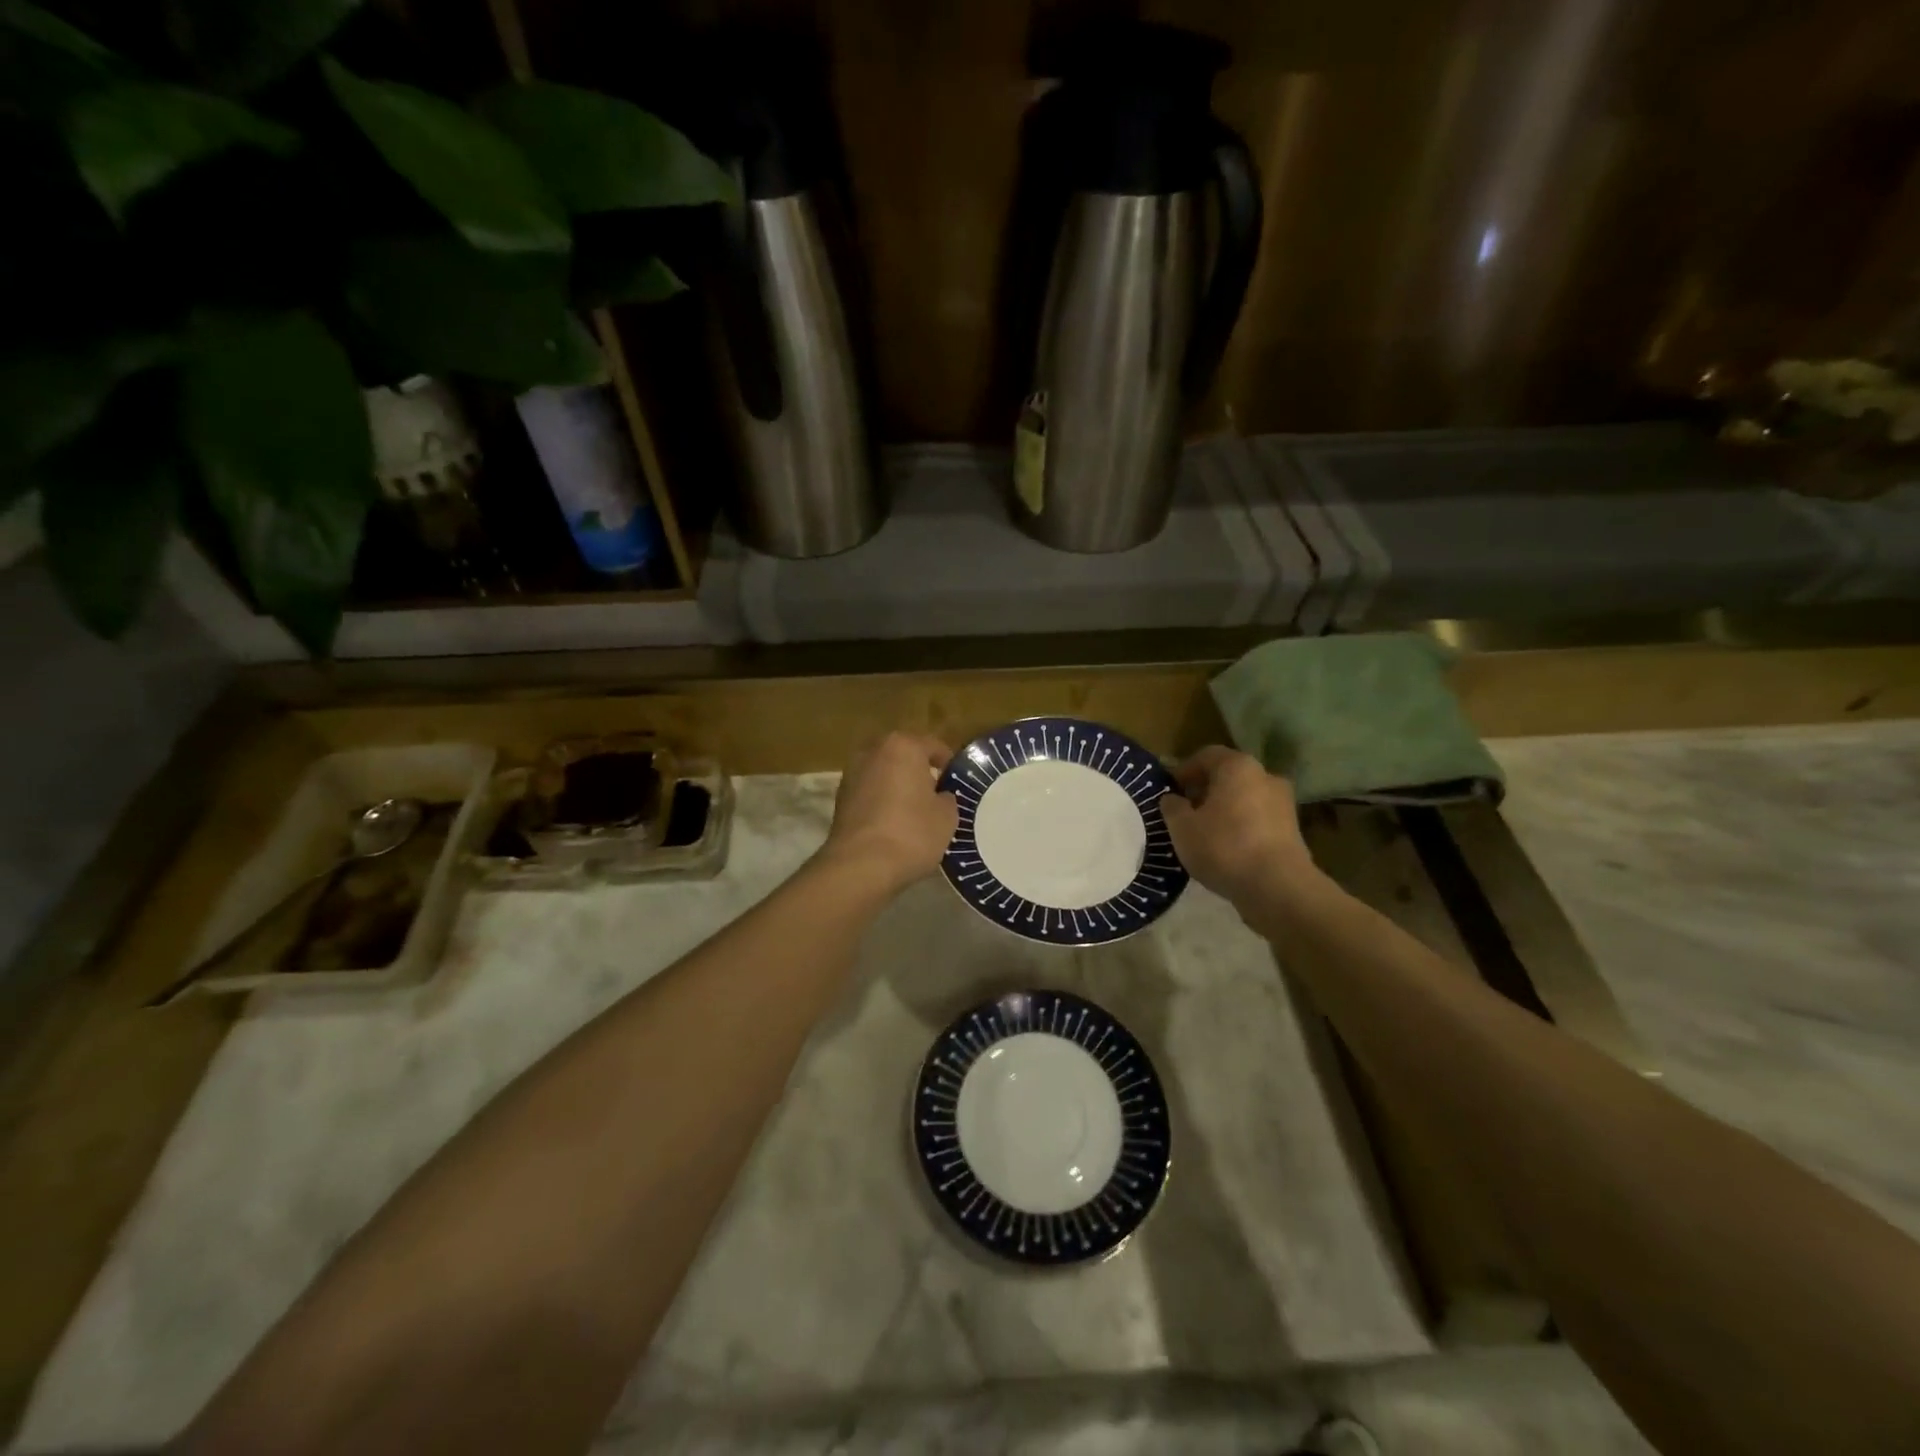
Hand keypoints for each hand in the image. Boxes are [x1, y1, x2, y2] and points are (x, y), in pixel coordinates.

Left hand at [820, 732, 958, 893]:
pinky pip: (869, 792)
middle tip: (935, 794)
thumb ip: (946, 798)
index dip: (948, 763)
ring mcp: (852, 773)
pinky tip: (893, 823)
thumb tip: (940, 796)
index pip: (933, 746)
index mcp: (903, 746)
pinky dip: (881, 801)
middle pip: (903, 756)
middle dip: (918, 771)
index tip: (956, 782)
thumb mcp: (946, 817)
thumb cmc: (912, 832)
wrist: (860, 865)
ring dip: (897, 785)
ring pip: (883, 773)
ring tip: (913, 810)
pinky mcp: (840, 798)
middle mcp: (873, 751)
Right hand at [1159, 746, 1315, 909]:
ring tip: (1204, 833)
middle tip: (1184, 812)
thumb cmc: (1224, 847)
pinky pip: (1258, 819)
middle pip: (1228, 776)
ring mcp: (1283, 803)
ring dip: (1224, 809)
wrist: (1278, 887)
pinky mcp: (1292, 830)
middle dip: (1204, 790)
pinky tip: (1226, 848)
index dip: (1184, 771)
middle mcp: (1265, 776)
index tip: (1169, 791)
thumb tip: (1172, 799)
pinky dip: (1241, 826)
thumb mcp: (1182, 828)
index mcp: (1238, 766)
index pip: (1206, 755)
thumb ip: (1172, 807)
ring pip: (1244, 798)